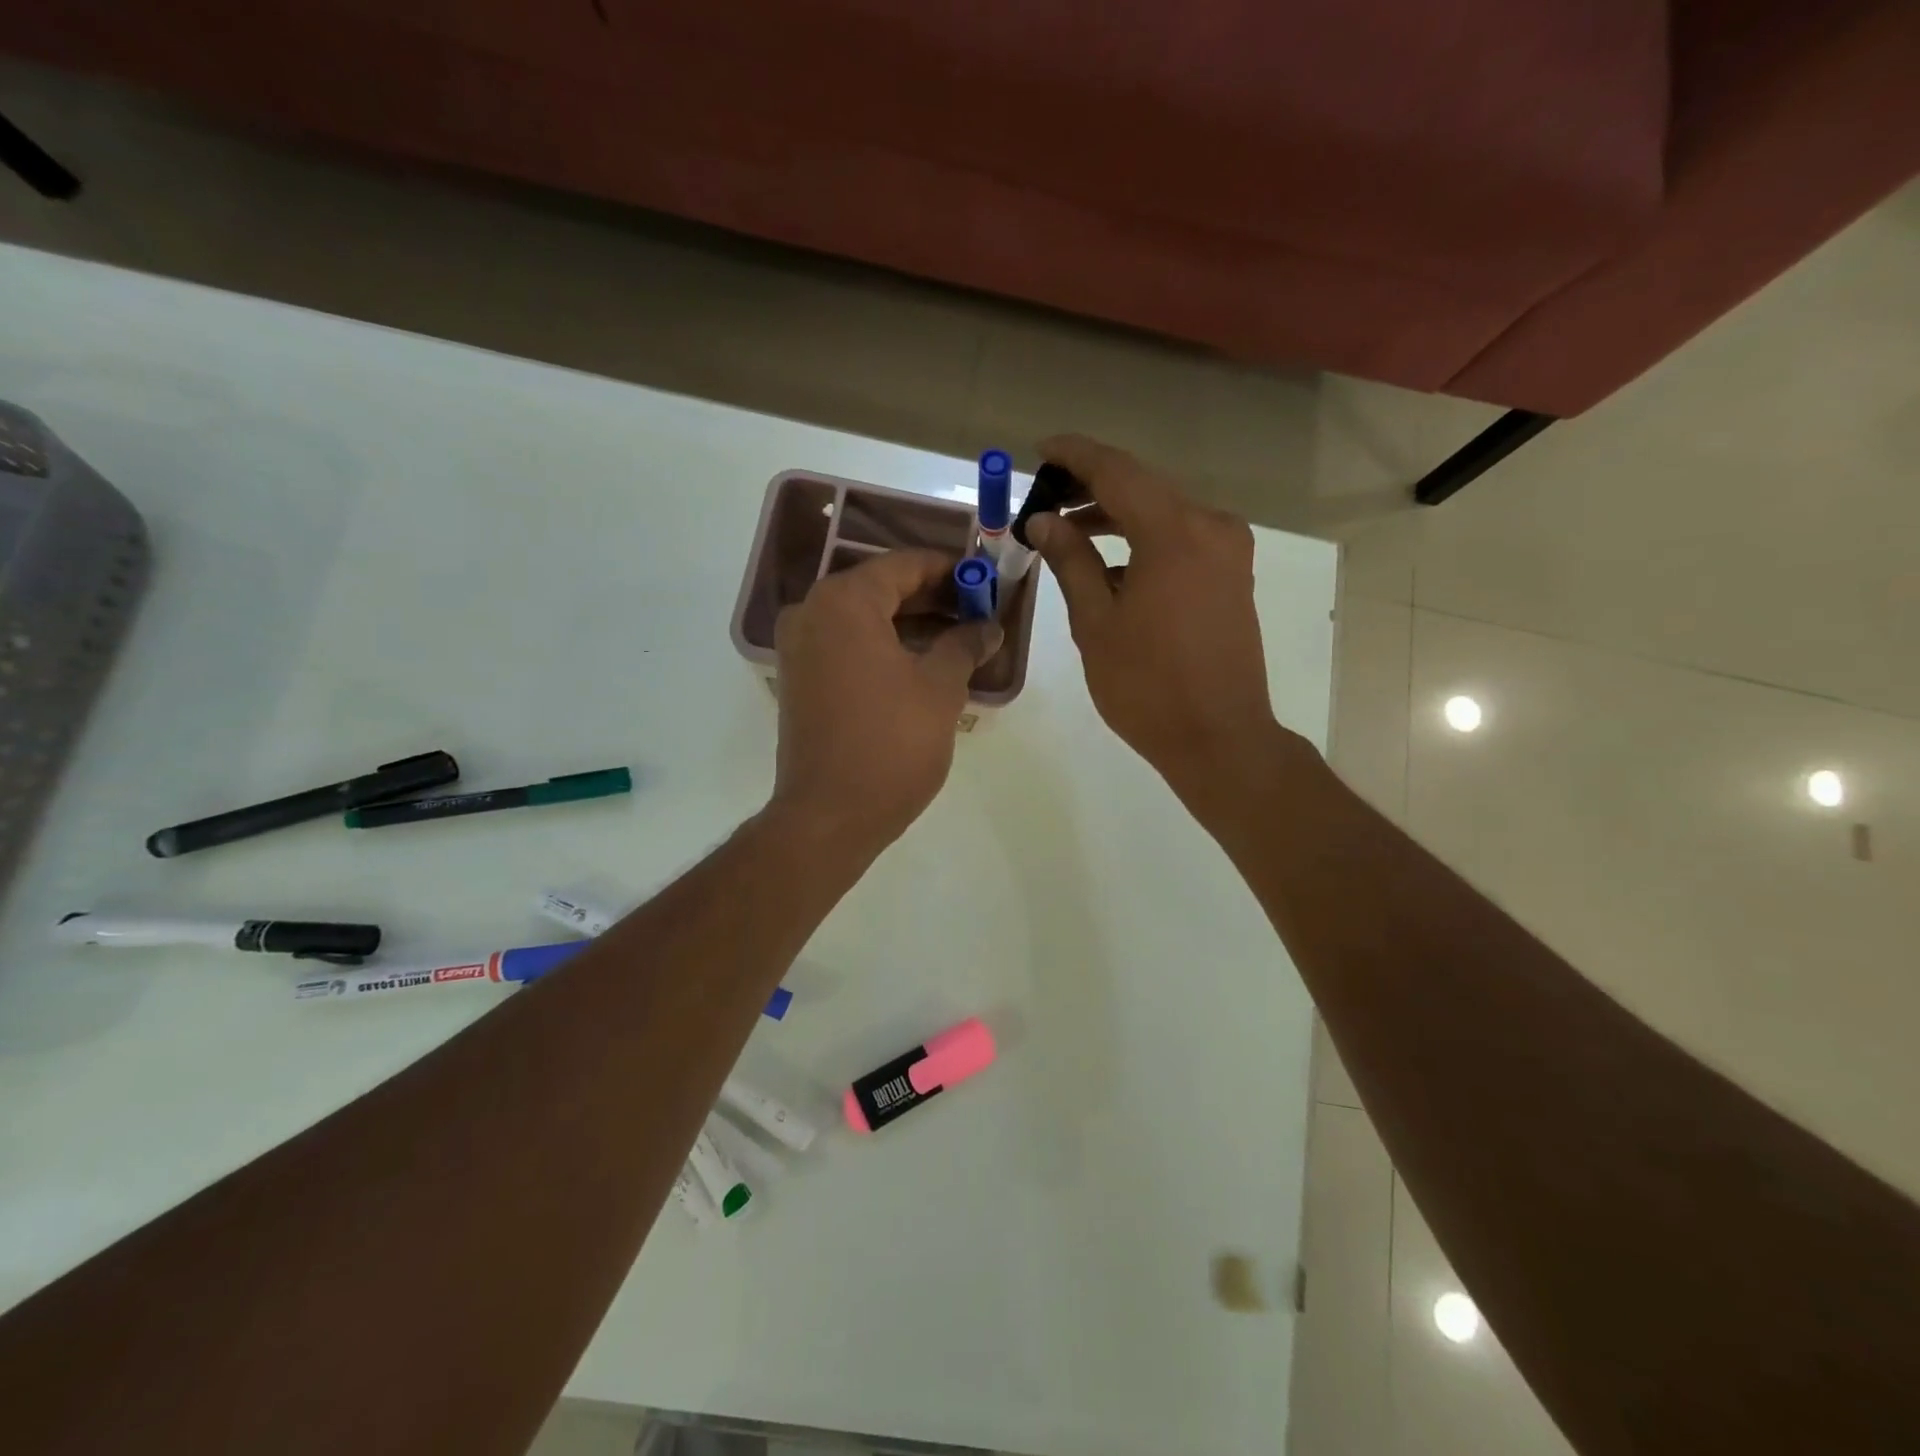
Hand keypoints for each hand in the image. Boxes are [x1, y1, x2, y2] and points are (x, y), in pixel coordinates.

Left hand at [769, 549, 1001, 853]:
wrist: (829, 816)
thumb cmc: (890, 745)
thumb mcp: (940, 689)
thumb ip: (965, 644)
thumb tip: (988, 626)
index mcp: (844, 602)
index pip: (904, 565)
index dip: (950, 570)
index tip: (986, 580)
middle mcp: (812, 613)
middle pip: (881, 588)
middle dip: (933, 597)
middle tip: (979, 610)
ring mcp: (800, 648)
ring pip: (864, 619)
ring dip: (911, 623)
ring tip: (961, 637)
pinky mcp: (800, 680)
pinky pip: (848, 645)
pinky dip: (885, 646)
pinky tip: (925, 662)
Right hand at [1027, 435, 1278, 800]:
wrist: (1219, 737)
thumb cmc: (1147, 685)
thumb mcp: (1095, 622)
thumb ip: (1071, 561)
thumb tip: (1044, 521)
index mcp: (1174, 532)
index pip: (1117, 471)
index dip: (1075, 455)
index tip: (1040, 449)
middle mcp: (1210, 526)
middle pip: (1143, 488)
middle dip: (1092, 488)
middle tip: (1045, 498)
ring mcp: (1228, 551)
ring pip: (1163, 514)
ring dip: (1117, 516)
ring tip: (1068, 531)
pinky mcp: (1232, 575)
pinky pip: (1181, 540)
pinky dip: (1143, 541)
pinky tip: (1109, 564)